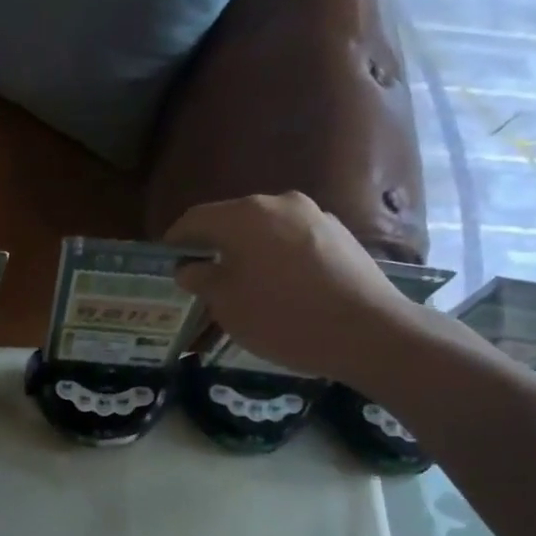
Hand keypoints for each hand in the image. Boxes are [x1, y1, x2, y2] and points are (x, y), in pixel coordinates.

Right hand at [165, 191, 419, 383]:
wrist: (368, 332)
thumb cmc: (283, 317)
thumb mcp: (227, 305)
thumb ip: (201, 279)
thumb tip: (189, 267)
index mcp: (244, 216)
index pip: (195, 218)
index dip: (176, 240)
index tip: (166, 261)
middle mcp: (279, 203)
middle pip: (232, 220)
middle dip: (213, 246)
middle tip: (201, 276)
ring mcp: (314, 215)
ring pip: (265, 230)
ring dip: (247, 251)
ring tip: (242, 284)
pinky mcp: (339, 234)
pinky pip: (293, 240)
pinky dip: (276, 257)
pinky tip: (280, 287)